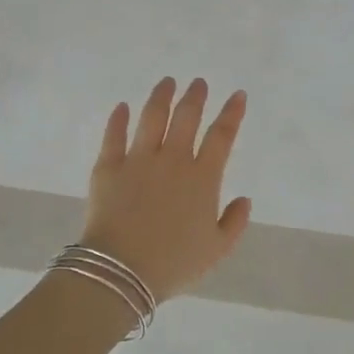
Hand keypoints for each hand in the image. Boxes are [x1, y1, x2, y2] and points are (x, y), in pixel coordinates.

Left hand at [81, 78, 251, 301]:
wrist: (122, 270)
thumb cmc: (174, 263)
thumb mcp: (216, 250)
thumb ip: (234, 222)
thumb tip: (244, 200)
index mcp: (203, 178)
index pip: (222, 136)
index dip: (232, 113)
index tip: (237, 95)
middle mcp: (173, 160)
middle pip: (186, 117)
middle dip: (195, 96)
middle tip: (198, 83)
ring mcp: (138, 160)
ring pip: (152, 117)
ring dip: (161, 97)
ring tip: (167, 82)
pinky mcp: (108, 167)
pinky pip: (114, 136)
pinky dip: (119, 119)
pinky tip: (122, 107)